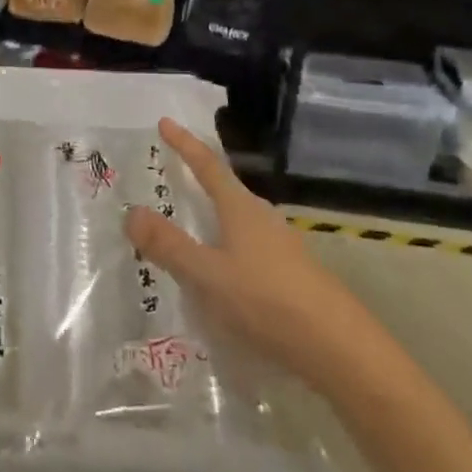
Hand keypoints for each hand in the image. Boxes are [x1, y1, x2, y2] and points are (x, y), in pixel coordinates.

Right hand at [126, 118, 371, 388]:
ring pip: (237, 222)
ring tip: (188, 228)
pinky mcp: (291, 274)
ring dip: (212, 219)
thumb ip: (169, 245)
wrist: (340, 349)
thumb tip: (131, 212)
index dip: (185, 144)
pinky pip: (247, 249)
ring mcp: (280, 247)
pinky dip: (225, 249)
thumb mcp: (208, 274)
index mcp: (241, 208)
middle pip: (225, 190)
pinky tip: (219, 275)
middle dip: (198, 181)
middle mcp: (262, 218)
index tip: (165, 122)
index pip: (207, 165)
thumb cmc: (267, 301)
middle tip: (171, 175)